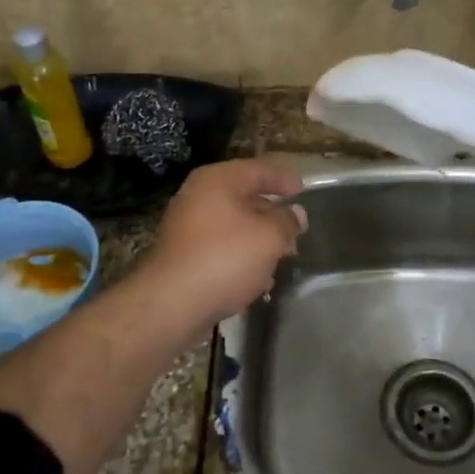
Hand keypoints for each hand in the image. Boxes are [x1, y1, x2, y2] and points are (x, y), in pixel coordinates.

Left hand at [140, 157, 307, 325]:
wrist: (171, 304)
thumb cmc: (225, 258)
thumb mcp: (269, 237)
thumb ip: (287, 221)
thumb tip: (295, 213)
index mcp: (218, 180)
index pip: (259, 169)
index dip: (283, 178)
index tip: (303, 189)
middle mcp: (199, 196)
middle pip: (244, 196)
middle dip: (272, 212)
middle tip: (296, 226)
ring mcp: (187, 226)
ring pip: (233, 224)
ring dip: (258, 237)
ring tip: (282, 253)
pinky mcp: (184, 255)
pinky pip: (221, 246)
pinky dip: (241, 255)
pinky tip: (259, 276)